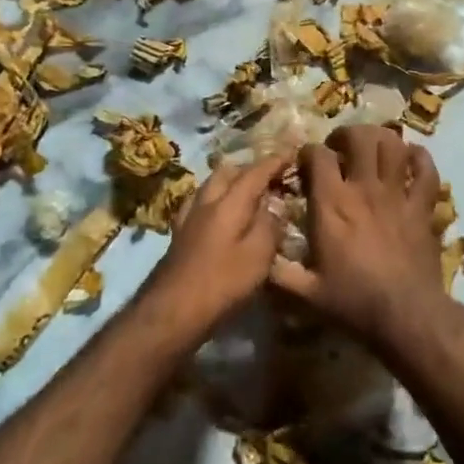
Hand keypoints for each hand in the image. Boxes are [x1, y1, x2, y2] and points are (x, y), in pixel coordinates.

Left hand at [143, 155, 288, 333]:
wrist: (172, 310)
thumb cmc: (222, 283)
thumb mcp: (258, 256)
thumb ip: (269, 225)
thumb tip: (275, 204)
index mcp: (228, 203)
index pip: (255, 172)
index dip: (274, 161)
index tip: (292, 152)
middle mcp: (206, 201)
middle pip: (227, 172)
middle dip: (250, 168)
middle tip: (270, 177)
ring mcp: (188, 216)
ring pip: (211, 185)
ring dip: (230, 182)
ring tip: (247, 193)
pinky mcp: (179, 233)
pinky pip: (200, 202)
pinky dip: (215, 199)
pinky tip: (220, 214)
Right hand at [272, 126, 444, 350]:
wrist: (406, 315)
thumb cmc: (353, 302)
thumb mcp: (305, 293)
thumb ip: (278, 274)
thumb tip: (258, 259)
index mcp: (332, 204)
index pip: (318, 155)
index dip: (309, 151)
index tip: (306, 162)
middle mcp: (364, 188)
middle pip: (360, 137)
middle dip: (348, 134)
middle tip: (341, 148)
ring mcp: (397, 194)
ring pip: (394, 146)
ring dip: (382, 140)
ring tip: (373, 148)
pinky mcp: (422, 207)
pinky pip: (426, 171)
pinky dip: (420, 159)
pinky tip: (411, 158)